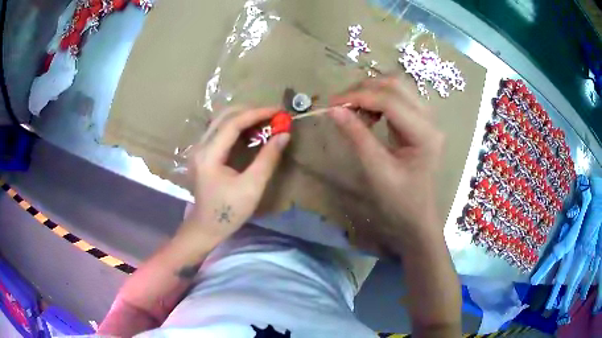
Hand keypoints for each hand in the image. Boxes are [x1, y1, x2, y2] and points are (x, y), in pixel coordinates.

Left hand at [177, 107, 289, 247]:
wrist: (206, 227)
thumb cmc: (228, 212)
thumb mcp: (252, 187)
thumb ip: (268, 159)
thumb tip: (284, 135)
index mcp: (209, 155)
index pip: (233, 123)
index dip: (257, 114)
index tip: (278, 112)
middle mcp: (200, 146)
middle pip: (224, 116)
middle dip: (250, 111)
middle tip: (273, 115)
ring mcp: (199, 149)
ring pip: (221, 121)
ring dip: (243, 117)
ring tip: (265, 121)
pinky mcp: (202, 153)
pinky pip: (220, 131)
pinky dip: (237, 126)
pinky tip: (251, 132)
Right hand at [328, 76, 443, 250]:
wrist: (418, 216)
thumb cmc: (400, 201)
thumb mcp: (377, 170)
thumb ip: (357, 136)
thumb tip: (334, 110)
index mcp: (425, 134)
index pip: (390, 101)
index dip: (359, 96)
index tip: (332, 103)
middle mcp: (430, 119)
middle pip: (396, 85)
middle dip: (365, 89)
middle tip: (341, 105)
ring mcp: (426, 118)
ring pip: (396, 88)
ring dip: (371, 93)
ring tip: (353, 112)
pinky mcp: (418, 121)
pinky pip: (397, 99)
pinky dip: (377, 101)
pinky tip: (367, 116)